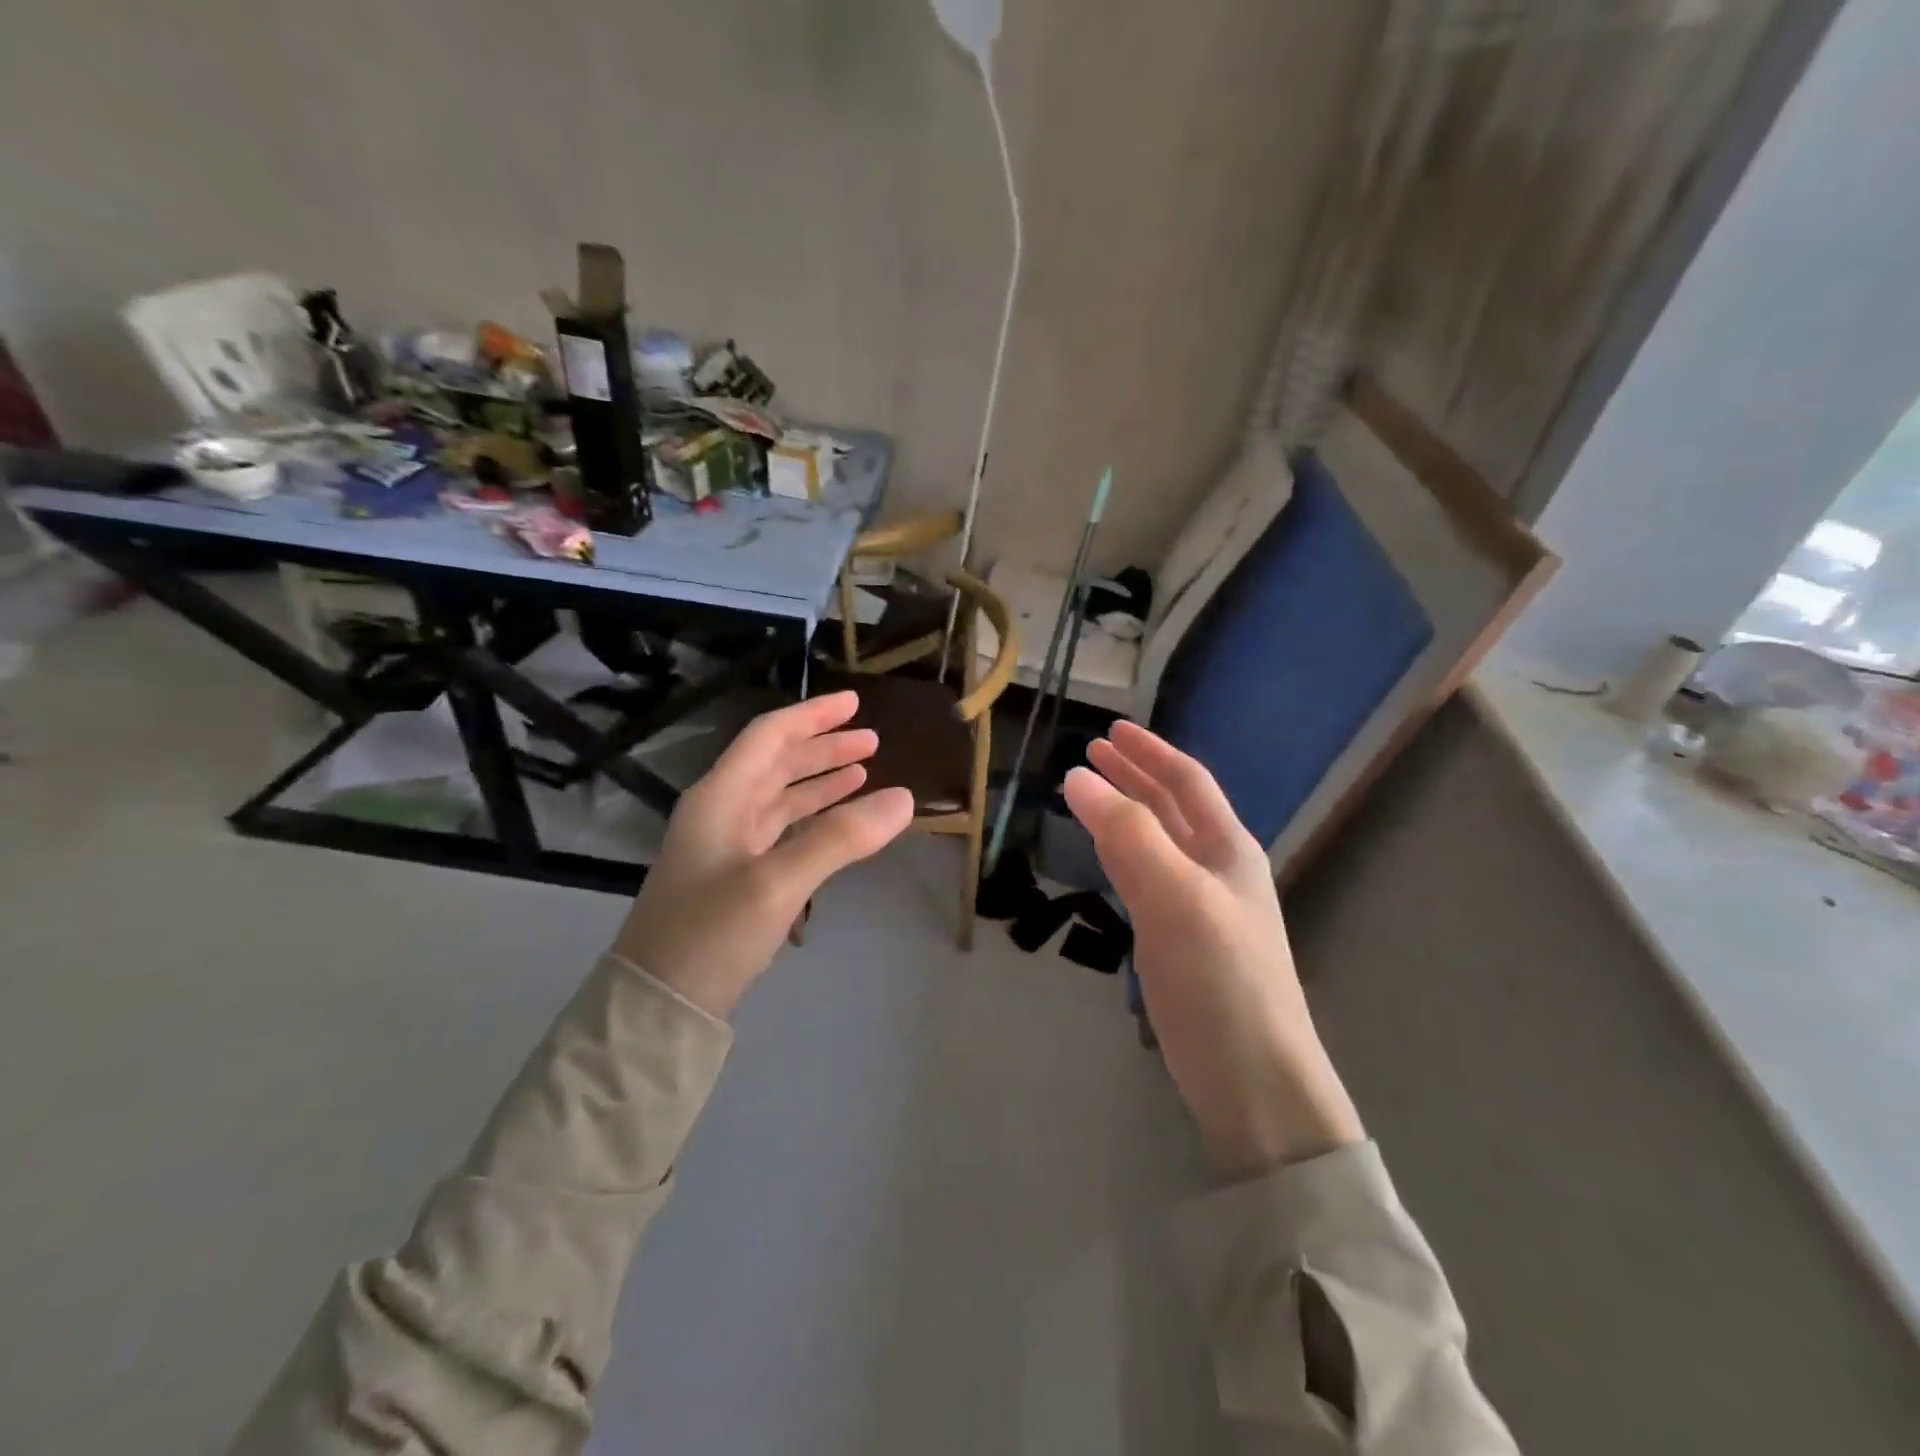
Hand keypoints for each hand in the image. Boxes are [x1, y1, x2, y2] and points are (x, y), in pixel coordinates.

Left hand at [614, 692, 913, 1018]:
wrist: (657, 1004)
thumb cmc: (711, 933)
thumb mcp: (777, 883)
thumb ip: (840, 838)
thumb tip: (904, 799)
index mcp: (720, 797)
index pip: (769, 737)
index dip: (813, 716)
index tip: (854, 703)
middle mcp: (721, 811)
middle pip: (775, 762)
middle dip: (823, 747)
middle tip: (871, 740)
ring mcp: (726, 844)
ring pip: (779, 796)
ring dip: (819, 780)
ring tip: (863, 771)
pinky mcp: (735, 875)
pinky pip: (780, 829)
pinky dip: (811, 817)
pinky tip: (836, 820)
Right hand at [1064, 722, 1362, 1177]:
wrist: (1253, 1081)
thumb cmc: (1222, 980)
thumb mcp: (1175, 897)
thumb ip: (1128, 835)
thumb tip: (1077, 776)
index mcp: (1229, 849)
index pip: (1187, 782)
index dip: (1149, 751)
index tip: (1109, 730)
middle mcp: (1218, 869)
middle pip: (1172, 807)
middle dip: (1134, 775)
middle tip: (1090, 753)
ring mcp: (1199, 907)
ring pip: (1157, 842)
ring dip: (1125, 812)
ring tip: (1090, 793)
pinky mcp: (1179, 942)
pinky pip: (1146, 878)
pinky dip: (1122, 853)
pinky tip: (1107, 855)